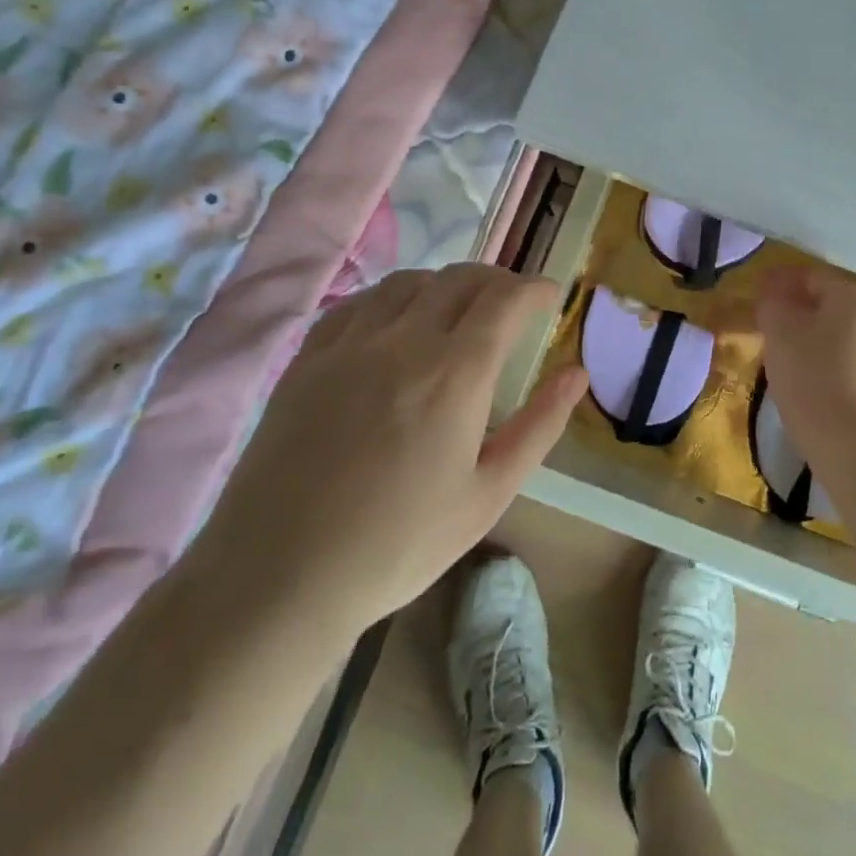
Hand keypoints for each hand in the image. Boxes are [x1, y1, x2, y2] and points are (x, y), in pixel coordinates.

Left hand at [226, 264, 586, 635]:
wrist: (279, 575)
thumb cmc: (399, 544)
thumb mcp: (488, 495)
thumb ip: (540, 426)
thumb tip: (577, 374)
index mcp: (456, 373)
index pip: (505, 300)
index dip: (535, 288)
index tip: (551, 294)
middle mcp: (405, 340)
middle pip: (460, 279)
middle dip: (498, 279)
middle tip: (513, 301)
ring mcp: (350, 344)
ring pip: (408, 282)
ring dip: (445, 283)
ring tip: (458, 306)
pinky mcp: (308, 359)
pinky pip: (358, 303)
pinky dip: (391, 297)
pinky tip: (395, 321)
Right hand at [756, 266, 855, 459]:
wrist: (852, 448)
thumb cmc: (811, 379)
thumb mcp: (779, 332)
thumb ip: (773, 303)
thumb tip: (773, 293)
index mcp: (851, 303)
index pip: (813, 276)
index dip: (782, 277)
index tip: (757, 287)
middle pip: (826, 306)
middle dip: (794, 307)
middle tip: (763, 318)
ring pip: (833, 337)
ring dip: (805, 336)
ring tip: (775, 350)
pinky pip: (840, 366)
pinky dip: (817, 363)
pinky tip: (798, 380)